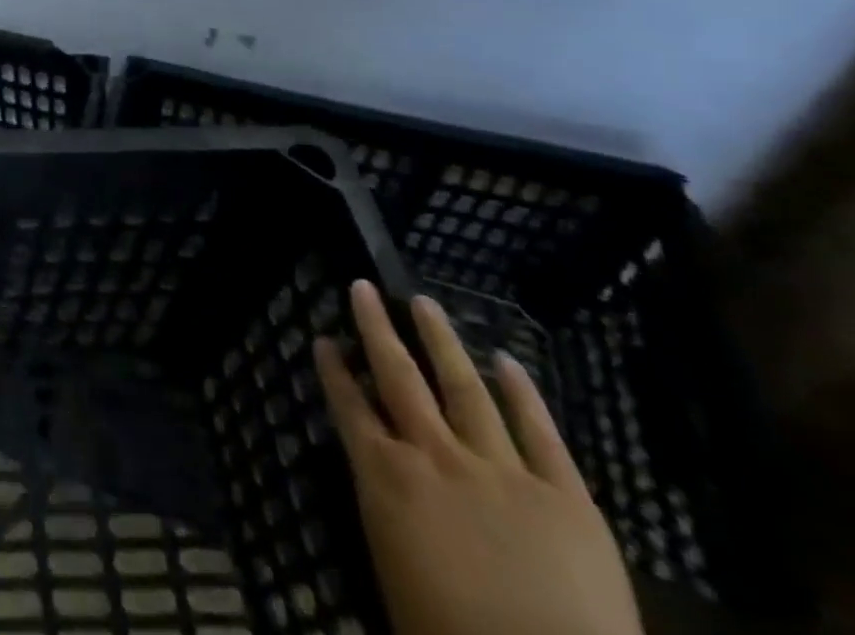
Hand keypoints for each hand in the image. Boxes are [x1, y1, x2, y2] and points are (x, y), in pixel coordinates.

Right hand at [316, 280, 642, 634]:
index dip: (334, 370)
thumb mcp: (392, 571)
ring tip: (427, 303)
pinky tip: (508, 361)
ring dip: (442, 341)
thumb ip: (386, 514)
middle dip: (377, 328)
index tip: (323, 338)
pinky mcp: (565, 496)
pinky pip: (541, 434)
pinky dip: (523, 394)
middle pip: (399, 377)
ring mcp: (502, 470)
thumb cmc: (449, 634)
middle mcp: (435, 456)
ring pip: (464, 387)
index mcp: (387, 477)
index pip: (349, 407)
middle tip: (364, 288)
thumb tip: (379, 482)